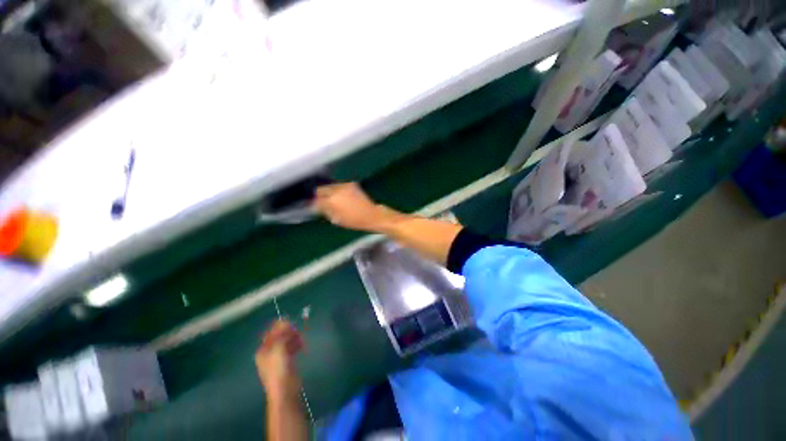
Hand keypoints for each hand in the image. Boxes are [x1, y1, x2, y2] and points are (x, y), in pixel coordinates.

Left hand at [256, 320, 303, 400]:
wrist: (285, 390)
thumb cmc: (278, 369)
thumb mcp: (278, 349)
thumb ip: (281, 335)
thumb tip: (285, 322)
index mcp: (263, 350)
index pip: (270, 333)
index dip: (279, 326)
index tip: (290, 322)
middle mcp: (269, 352)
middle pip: (279, 336)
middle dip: (288, 332)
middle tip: (297, 331)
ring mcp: (278, 357)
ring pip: (286, 342)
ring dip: (294, 338)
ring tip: (301, 339)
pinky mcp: (287, 361)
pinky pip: (291, 348)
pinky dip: (296, 345)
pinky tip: (301, 345)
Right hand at [313, 182, 402, 232]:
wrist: (371, 214)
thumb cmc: (355, 221)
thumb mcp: (337, 219)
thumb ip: (325, 211)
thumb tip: (317, 207)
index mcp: (331, 201)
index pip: (316, 200)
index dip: (314, 205)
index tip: (314, 208)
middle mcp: (336, 190)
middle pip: (320, 190)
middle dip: (320, 196)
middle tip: (322, 203)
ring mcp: (344, 186)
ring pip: (329, 186)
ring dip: (328, 192)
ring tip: (333, 200)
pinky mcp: (351, 184)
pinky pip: (339, 186)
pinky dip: (337, 190)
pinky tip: (341, 197)